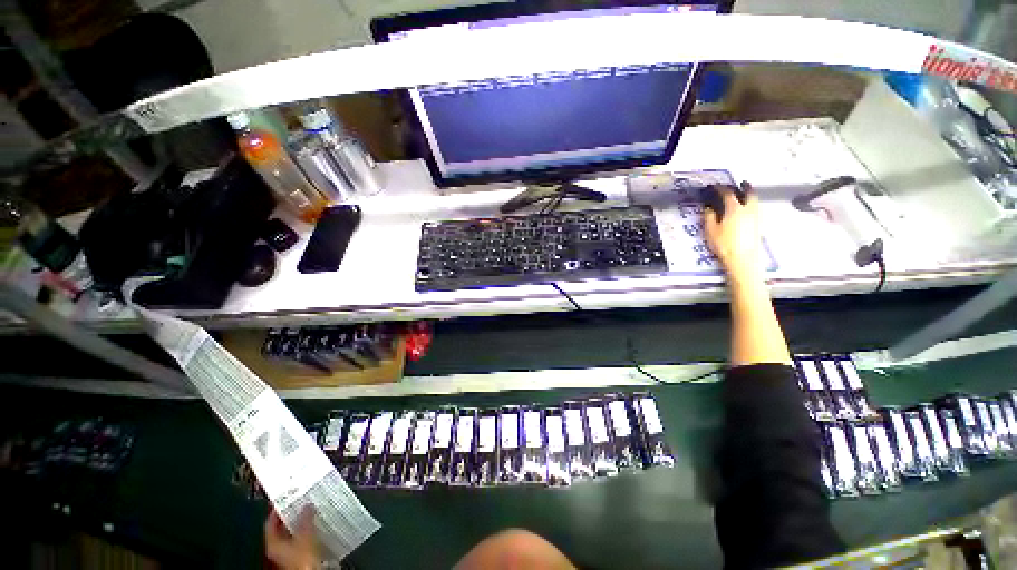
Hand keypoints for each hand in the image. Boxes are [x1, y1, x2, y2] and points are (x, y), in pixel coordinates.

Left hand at [265, 507, 318, 569]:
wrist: (311, 569)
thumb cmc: (303, 557)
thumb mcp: (305, 533)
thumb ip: (305, 518)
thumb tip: (306, 506)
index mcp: (273, 543)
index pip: (270, 523)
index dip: (276, 511)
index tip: (284, 500)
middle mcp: (277, 549)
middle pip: (281, 528)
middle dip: (291, 516)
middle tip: (300, 504)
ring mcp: (287, 553)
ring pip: (292, 534)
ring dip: (300, 523)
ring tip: (310, 512)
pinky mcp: (298, 555)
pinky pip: (300, 539)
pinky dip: (306, 531)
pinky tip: (314, 526)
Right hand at [704, 182, 762, 279]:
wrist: (742, 258)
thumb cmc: (724, 244)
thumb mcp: (711, 231)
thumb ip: (709, 217)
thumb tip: (709, 208)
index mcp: (734, 208)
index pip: (728, 194)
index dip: (721, 188)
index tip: (715, 186)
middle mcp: (748, 209)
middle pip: (749, 193)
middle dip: (745, 187)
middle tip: (741, 183)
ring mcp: (755, 217)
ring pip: (754, 200)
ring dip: (750, 195)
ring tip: (744, 194)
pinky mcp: (758, 224)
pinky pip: (755, 208)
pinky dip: (751, 204)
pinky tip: (746, 209)